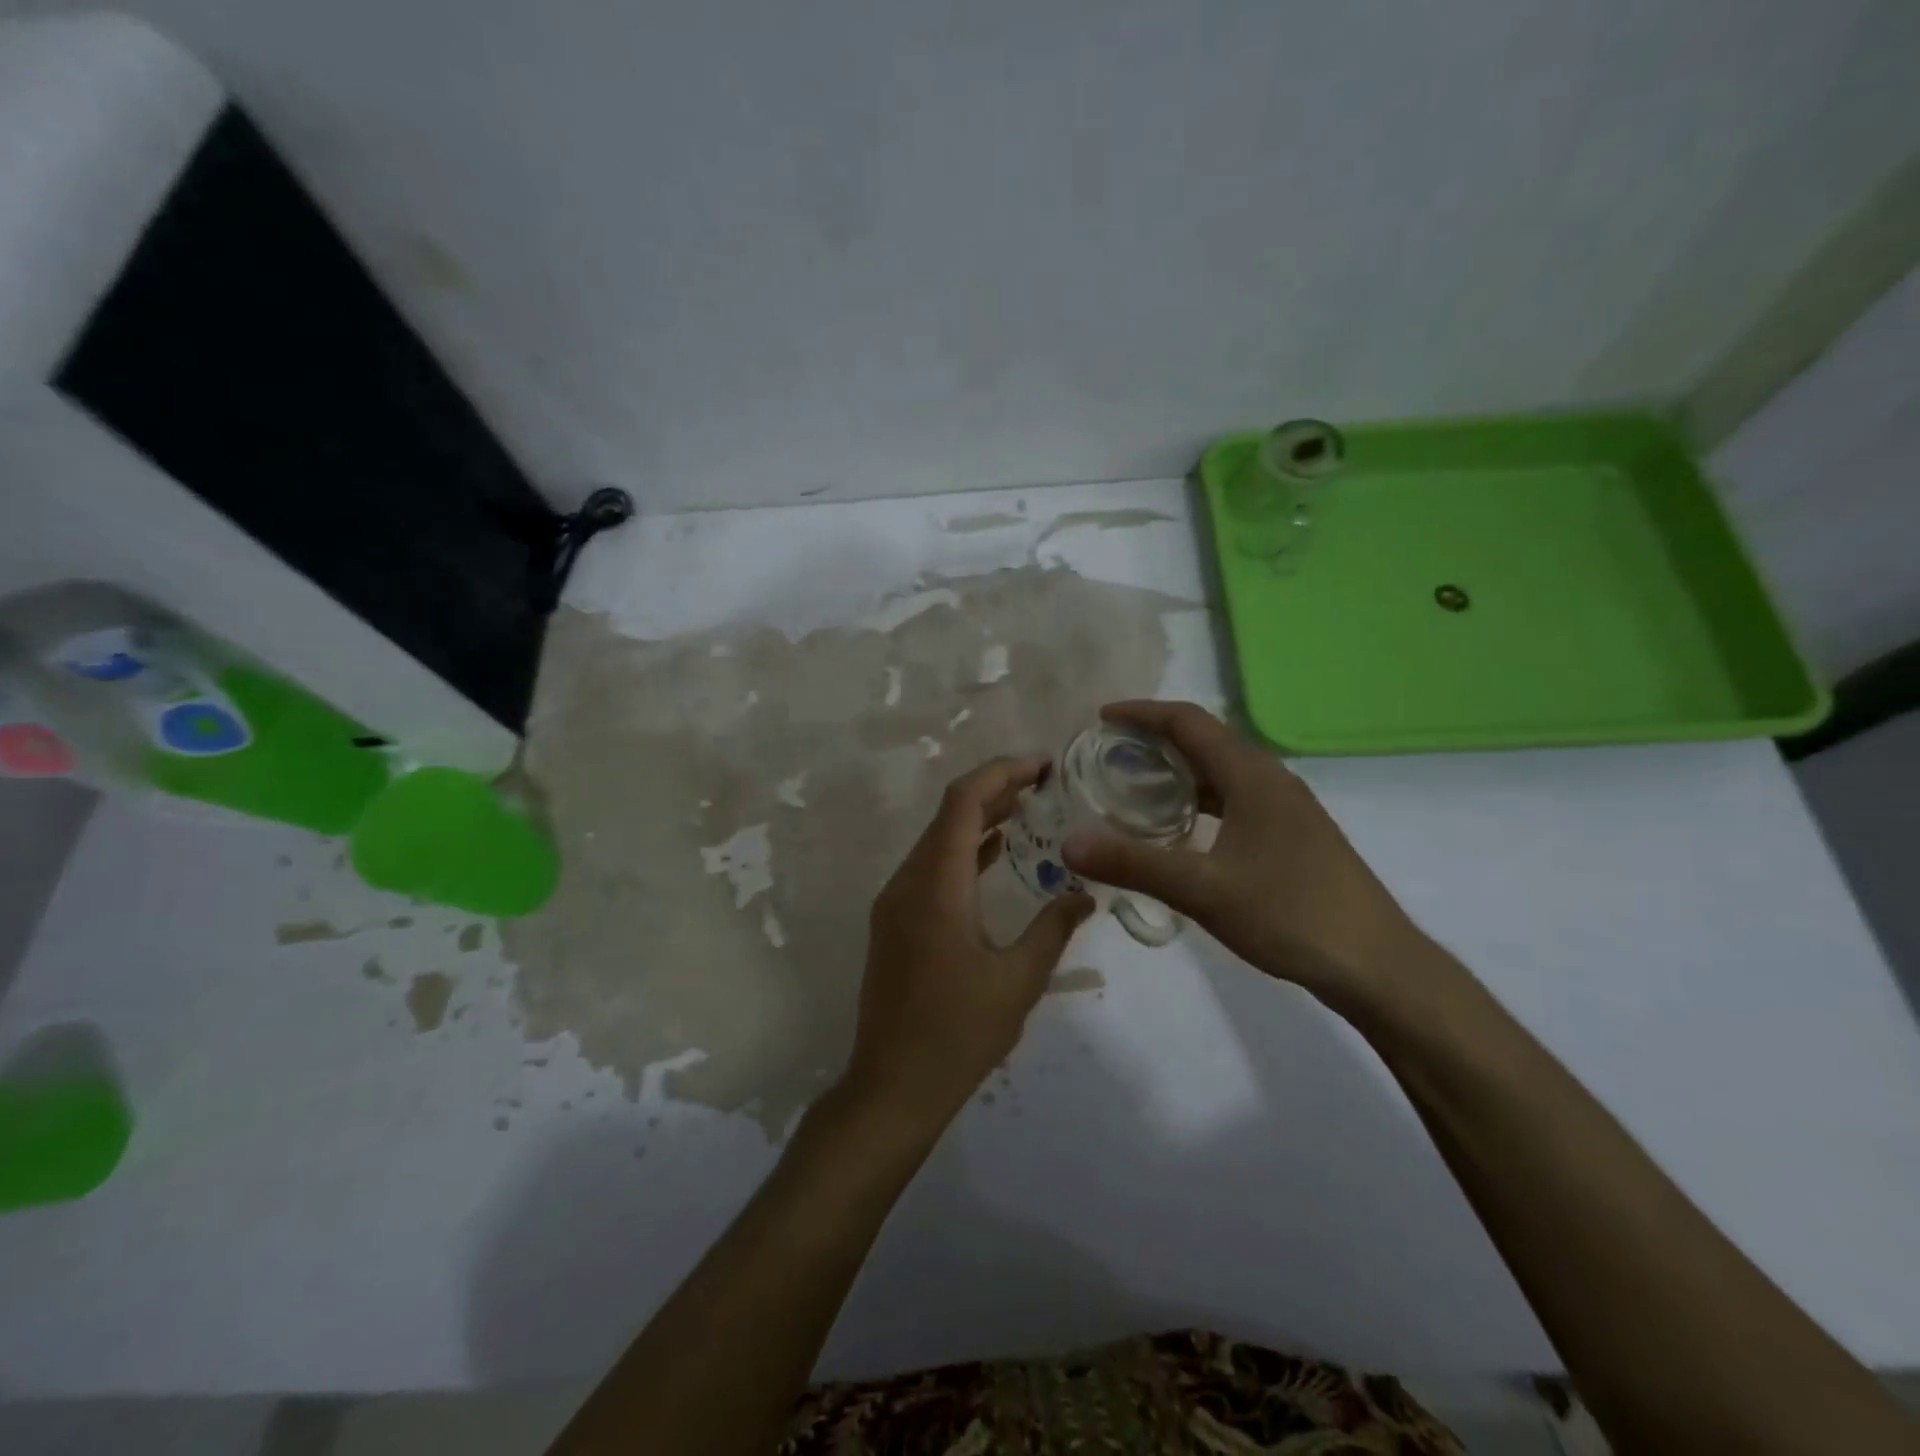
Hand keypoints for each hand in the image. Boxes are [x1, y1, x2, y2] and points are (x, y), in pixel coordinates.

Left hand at [846, 755, 1094, 1132]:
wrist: (892, 1086)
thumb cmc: (958, 1035)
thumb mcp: (1018, 981)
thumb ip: (1053, 928)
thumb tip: (1085, 893)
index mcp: (935, 887)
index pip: (963, 804)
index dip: (1001, 773)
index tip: (1043, 765)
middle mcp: (907, 882)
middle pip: (949, 814)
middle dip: (996, 789)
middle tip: (1045, 781)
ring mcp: (895, 902)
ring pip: (938, 840)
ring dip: (980, 818)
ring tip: (1029, 807)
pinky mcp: (895, 921)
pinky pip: (931, 867)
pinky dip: (965, 850)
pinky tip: (997, 852)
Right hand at [1062, 701, 1430, 1011]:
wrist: (1377, 965)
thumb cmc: (1291, 915)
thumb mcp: (1204, 890)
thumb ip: (1134, 864)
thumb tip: (1068, 845)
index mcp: (1252, 776)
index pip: (1190, 723)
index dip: (1143, 713)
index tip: (1100, 718)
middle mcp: (1271, 780)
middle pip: (1206, 741)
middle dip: (1155, 739)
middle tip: (1108, 754)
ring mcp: (1287, 809)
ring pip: (1223, 772)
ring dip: (1179, 771)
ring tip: (1134, 786)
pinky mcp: (1294, 836)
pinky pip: (1236, 799)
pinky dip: (1200, 800)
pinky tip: (1181, 830)